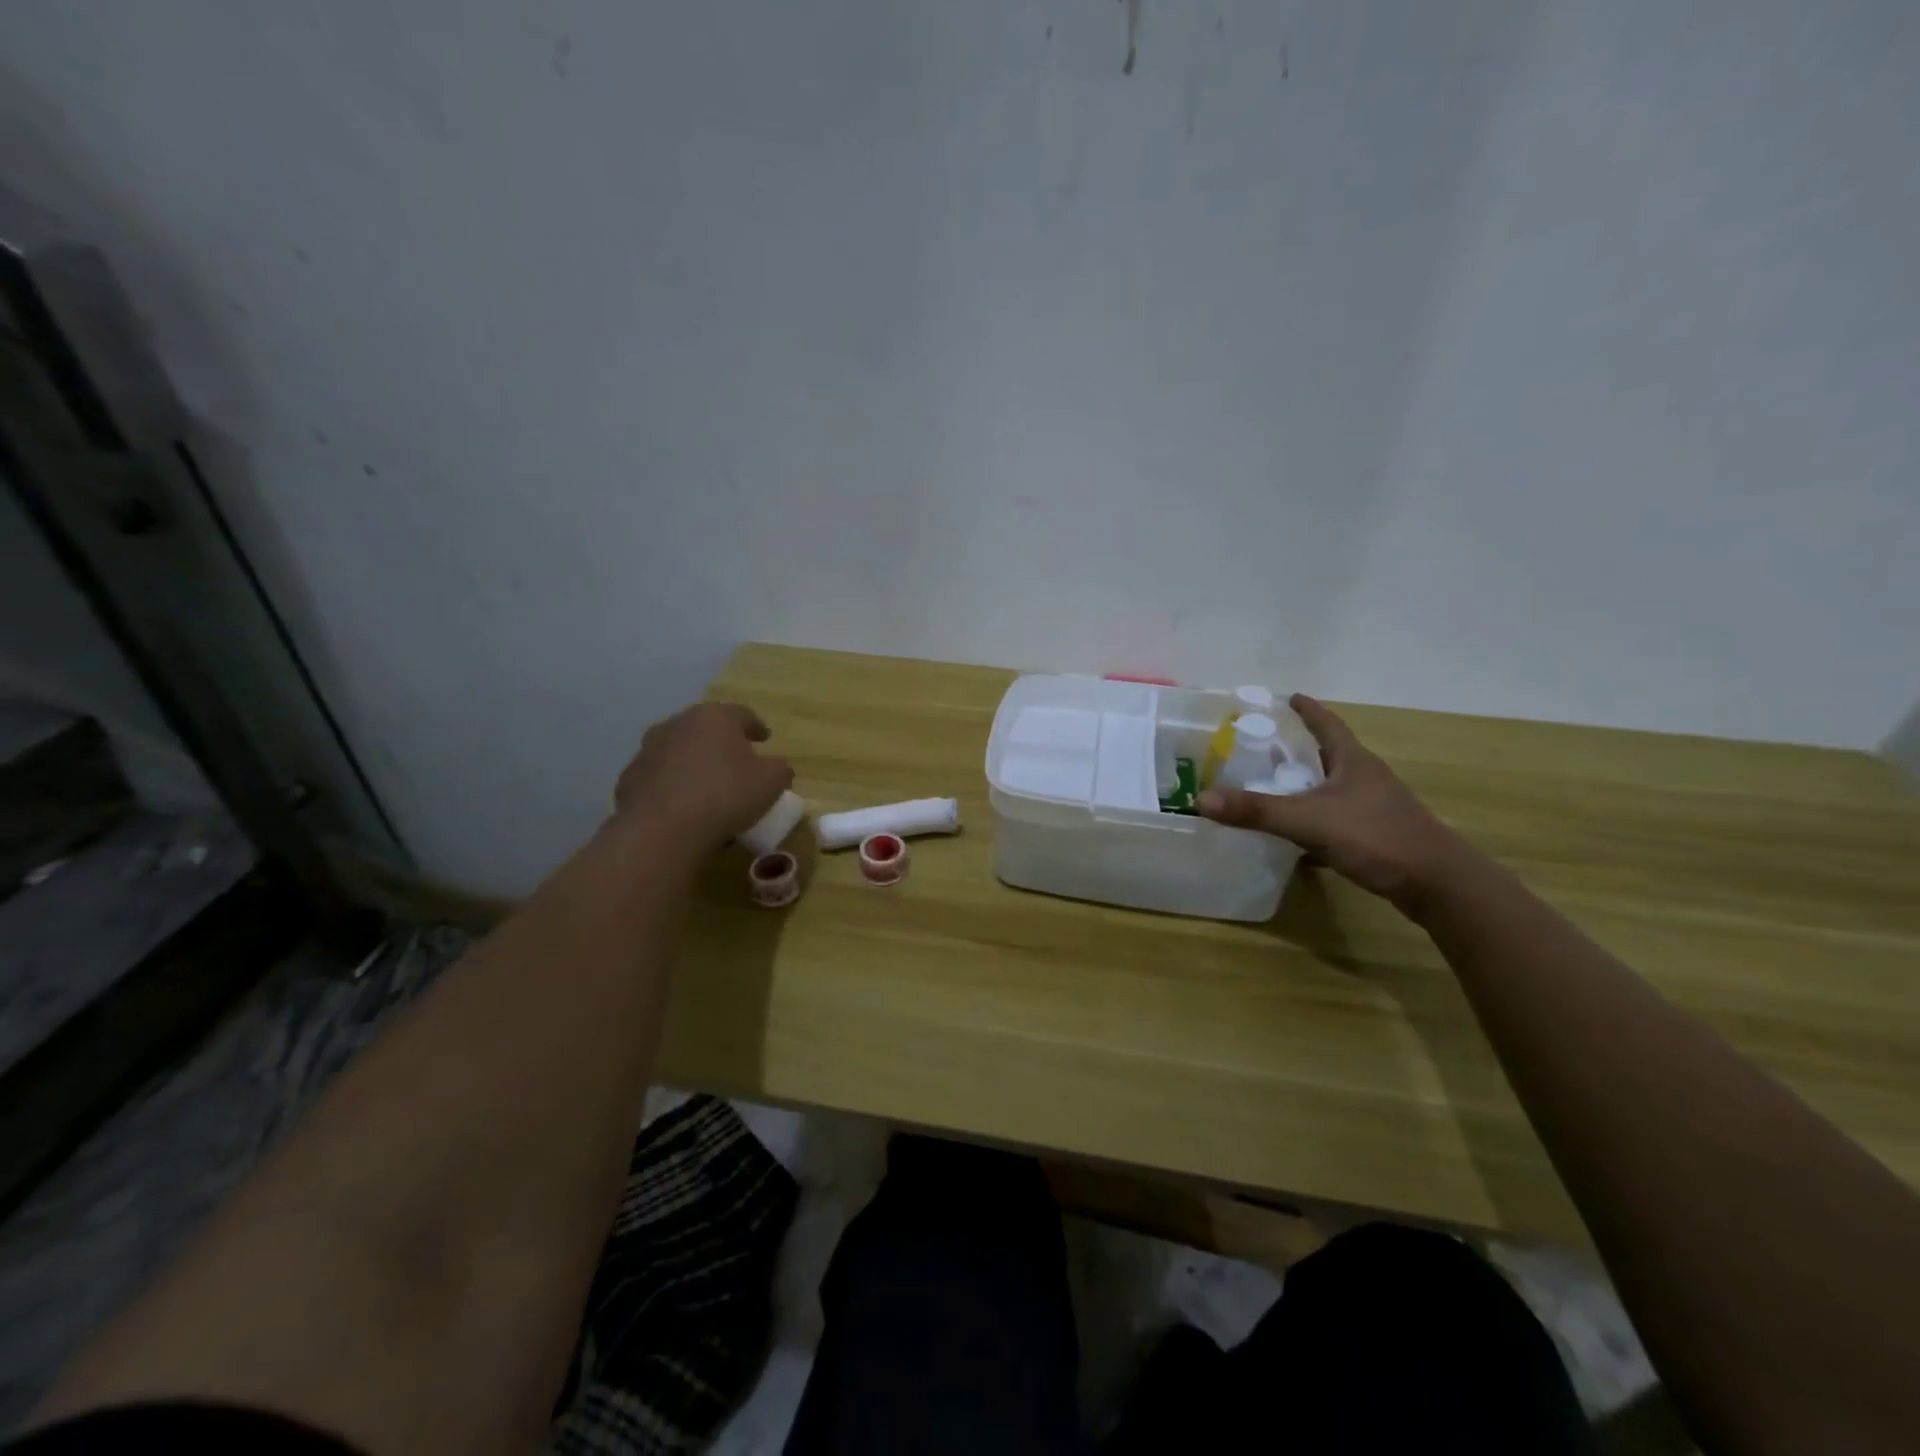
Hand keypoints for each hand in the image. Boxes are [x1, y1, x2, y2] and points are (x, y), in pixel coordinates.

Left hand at [613, 702, 793, 851]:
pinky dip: (673, 784)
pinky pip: (661, 776)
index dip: (756, 726)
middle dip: (722, 742)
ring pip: (680, 750)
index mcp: (714, 717)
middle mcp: (678, 723)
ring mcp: (649, 749)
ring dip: (694, 762)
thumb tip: (776, 766)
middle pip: (707, 728)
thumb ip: (780, 768)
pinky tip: (683, 805)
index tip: (764, 739)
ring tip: (708, 786)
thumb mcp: (771, 782)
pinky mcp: (630, 777)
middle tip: (737, 761)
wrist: (662, 829)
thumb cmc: (725, 796)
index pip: (742, 714)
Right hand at [1197, 694, 1464, 907]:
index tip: (1287, 697)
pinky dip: (1313, 817)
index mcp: (1353, 761)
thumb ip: (1256, 811)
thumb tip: (1200, 799)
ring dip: (1305, 783)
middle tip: (1263, 744)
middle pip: (1329, 753)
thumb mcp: (1309, 821)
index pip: (1327, 724)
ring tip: (1272, 784)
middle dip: (1299, 747)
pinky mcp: (1376, 835)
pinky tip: (1295, 831)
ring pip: (1332, 786)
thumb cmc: (1376, 837)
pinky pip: (1336, 816)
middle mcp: (1365, 777)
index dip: (1307, 710)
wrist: (1437, 885)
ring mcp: (1374, 807)